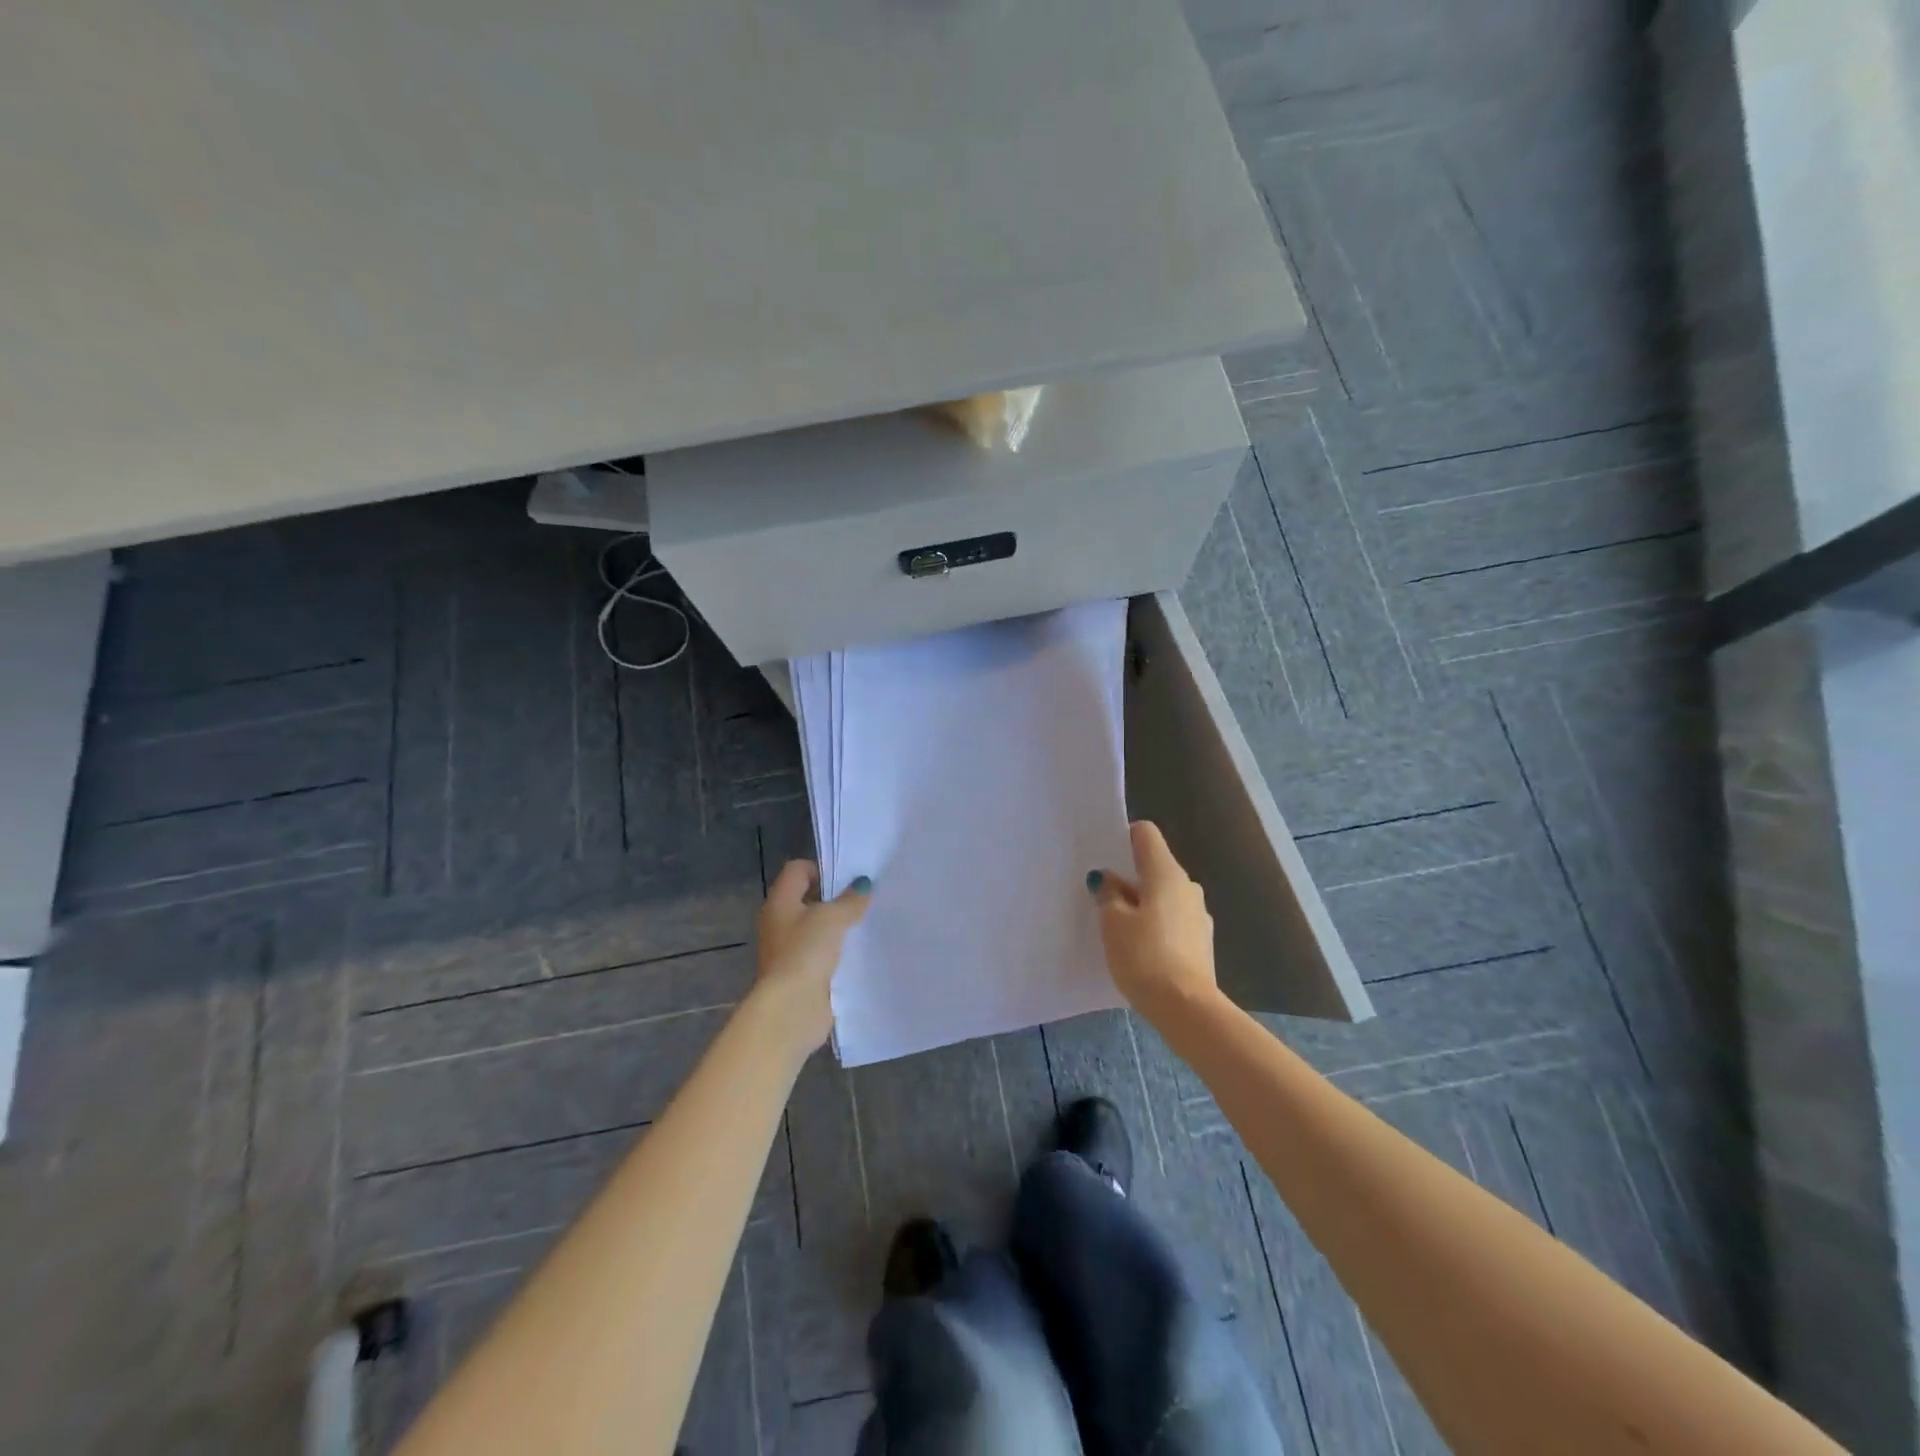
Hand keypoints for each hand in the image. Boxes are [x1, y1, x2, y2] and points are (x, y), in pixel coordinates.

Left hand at [753, 860, 872, 1053]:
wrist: (791, 1009)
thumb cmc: (805, 953)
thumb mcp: (832, 918)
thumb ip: (850, 900)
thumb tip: (864, 885)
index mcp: (780, 902)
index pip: (798, 870)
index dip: (823, 869)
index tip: (849, 880)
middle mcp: (780, 923)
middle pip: (809, 899)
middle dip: (836, 899)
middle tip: (865, 900)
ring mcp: (790, 950)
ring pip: (818, 928)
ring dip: (840, 927)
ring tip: (868, 924)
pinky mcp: (803, 974)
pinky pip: (824, 953)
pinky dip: (840, 951)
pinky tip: (861, 951)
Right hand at [1089, 821, 1217, 1017]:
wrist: (1187, 1009)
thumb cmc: (1144, 957)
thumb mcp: (1113, 923)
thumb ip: (1108, 894)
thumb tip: (1110, 879)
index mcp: (1166, 873)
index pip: (1145, 834)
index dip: (1123, 837)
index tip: (1104, 857)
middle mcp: (1187, 886)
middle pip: (1153, 866)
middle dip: (1128, 877)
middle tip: (1101, 897)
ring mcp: (1198, 914)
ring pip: (1162, 895)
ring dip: (1141, 903)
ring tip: (1117, 927)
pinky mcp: (1201, 941)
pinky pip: (1172, 919)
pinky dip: (1155, 925)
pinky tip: (1139, 948)